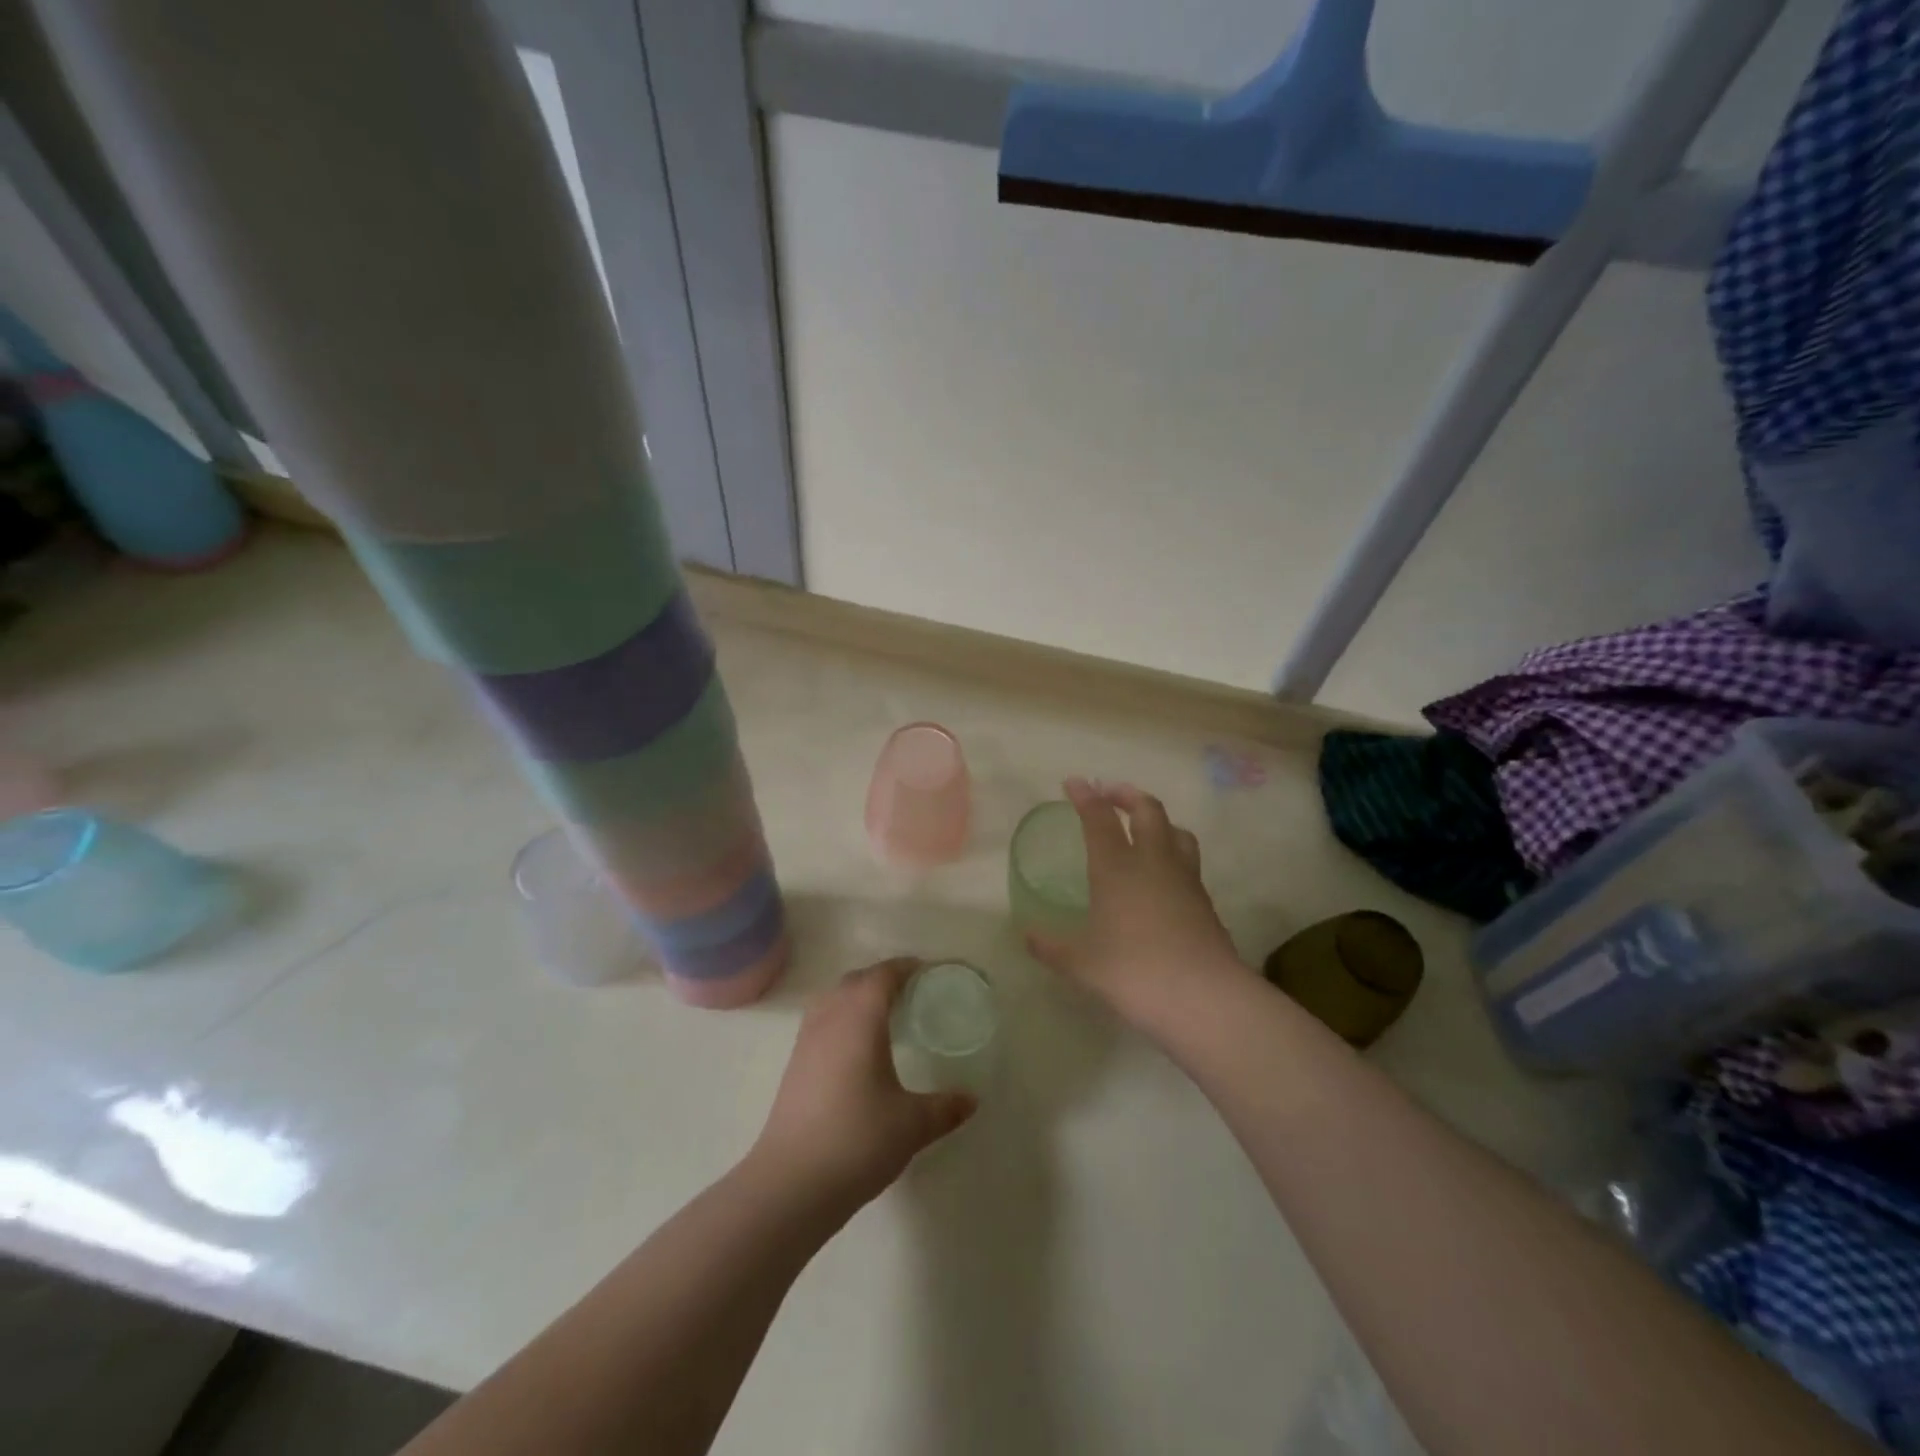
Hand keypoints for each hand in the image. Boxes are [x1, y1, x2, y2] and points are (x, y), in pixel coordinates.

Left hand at [750, 959, 976, 1215]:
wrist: (791, 1184)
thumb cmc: (857, 1140)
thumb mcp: (912, 1125)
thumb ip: (945, 1108)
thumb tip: (971, 1100)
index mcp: (860, 1018)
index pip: (883, 975)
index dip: (905, 968)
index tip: (927, 971)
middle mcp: (830, 1019)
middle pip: (855, 981)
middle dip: (882, 978)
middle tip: (911, 993)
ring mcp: (806, 1041)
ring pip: (832, 999)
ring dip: (857, 996)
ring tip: (883, 1015)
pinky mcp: (794, 1066)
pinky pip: (820, 1021)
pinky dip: (840, 1018)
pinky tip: (855, 1048)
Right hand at [1025, 778, 1247, 1029]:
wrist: (1203, 998)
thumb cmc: (1133, 972)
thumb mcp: (1081, 963)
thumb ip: (1051, 947)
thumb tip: (1026, 936)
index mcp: (1117, 868)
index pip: (1100, 818)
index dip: (1086, 796)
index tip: (1074, 783)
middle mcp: (1153, 862)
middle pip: (1148, 810)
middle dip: (1127, 795)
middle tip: (1110, 794)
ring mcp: (1185, 879)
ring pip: (1177, 831)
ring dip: (1158, 820)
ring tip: (1144, 828)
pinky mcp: (1204, 901)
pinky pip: (1188, 862)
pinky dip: (1173, 854)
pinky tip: (1163, 876)